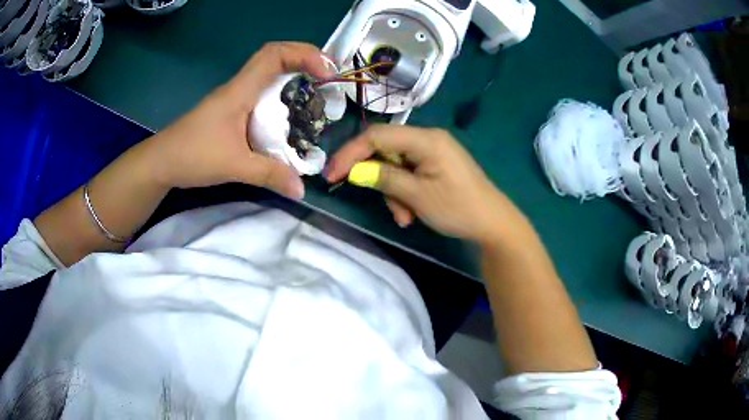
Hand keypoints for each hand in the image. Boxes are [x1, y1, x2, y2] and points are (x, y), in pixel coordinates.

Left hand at [142, 42, 333, 197]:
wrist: (161, 162)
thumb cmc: (192, 156)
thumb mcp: (234, 166)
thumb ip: (269, 175)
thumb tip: (302, 189)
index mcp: (240, 91)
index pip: (274, 54)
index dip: (304, 54)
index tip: (326, 72)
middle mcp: (239, 87)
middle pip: (275, 57)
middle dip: (305, 60)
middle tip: (328, 78)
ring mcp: (234, 97)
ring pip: (268, 74)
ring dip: (294, 76)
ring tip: (317, 93)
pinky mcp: (231, 110)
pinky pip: (262, 92)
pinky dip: (281, 95)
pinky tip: (290, 115)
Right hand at [326, 125, 522, 243]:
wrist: (493, 224)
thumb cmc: (458, 208)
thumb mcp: (417, 196)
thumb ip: (384, 178)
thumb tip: (356, 171)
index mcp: (426, 139)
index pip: (376, 136)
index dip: (350, 153)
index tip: (332, 175)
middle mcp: (428, 139)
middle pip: (386, 150)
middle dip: (379, 180)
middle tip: (383, 205)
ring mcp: (433, 152)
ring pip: (396, 165)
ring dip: (393, 192)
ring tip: (405, 217)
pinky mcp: (436, 165)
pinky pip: (409, 173)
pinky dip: (405, 193)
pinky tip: (412, 214)